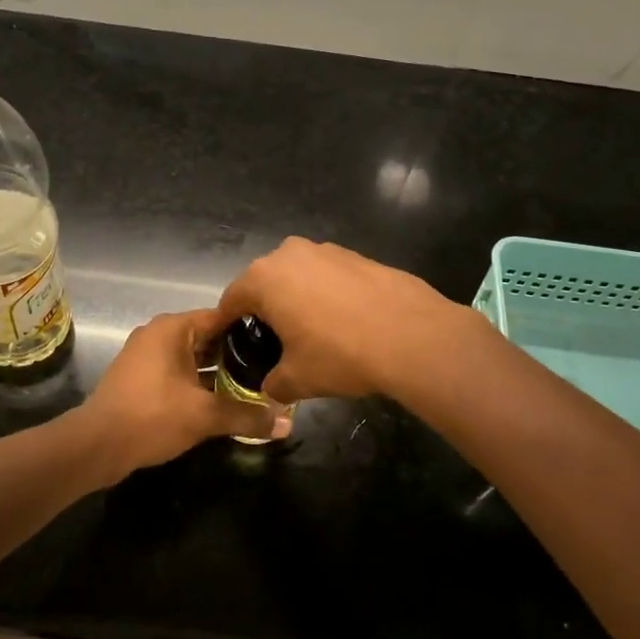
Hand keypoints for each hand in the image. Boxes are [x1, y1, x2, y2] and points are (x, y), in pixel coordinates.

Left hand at [75, 309, 288, 482]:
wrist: (96, 445)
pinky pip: (179, 372)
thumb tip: (287, 423)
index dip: (251, 330)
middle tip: (271, 369)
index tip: (277, 344)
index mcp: (173, 328)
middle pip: (208, 337)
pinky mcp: (141, 378)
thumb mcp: (205, 416)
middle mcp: (159, 334)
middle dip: (238, 355)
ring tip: (254, 386)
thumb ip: (247, 415)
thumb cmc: (152, 416)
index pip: (221, 316)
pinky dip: (200, 383)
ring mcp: (147, 356)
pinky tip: (223, 401)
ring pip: (194, 357)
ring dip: (219, 372)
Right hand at [217, 238, 470, 402]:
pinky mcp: (357, 255)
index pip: (231, 300)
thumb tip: (271, 388)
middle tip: (272, 340)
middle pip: (264, 283)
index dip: (227, 324)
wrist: (412, 335)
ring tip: (310, 331)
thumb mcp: (297, 379)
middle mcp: (289, 253)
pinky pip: (328, 275)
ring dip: (297, 298)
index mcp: (263, 279)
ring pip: (298, 275)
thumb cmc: (340, 354)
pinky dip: (327, 294)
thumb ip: (273, 383)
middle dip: (264, 309)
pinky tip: (343, 320)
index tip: (228, 341)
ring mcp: (326, 250)